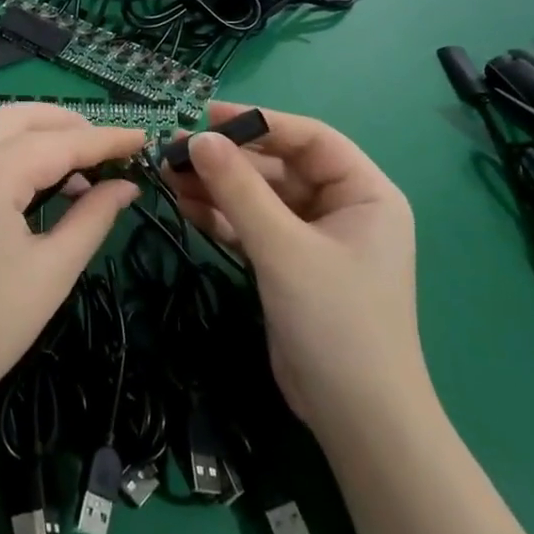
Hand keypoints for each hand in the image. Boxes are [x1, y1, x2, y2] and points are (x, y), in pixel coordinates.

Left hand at [0, 103, 142, 430]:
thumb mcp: (53, 270)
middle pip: (19, 118)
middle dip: (68, 125)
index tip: (143, 138)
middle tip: (108, 149)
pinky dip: (7, 150)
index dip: (105, 139)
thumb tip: (126, 185)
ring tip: (76, 166)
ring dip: (35, 133)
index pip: (58, 142)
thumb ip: (93, 216)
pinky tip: (33, 180)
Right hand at [166, 102, 418, 430]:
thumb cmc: (335, 320)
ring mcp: (315, 239)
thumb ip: (239, 190)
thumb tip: (198, 139)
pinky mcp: (291, 266)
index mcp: (365, 192)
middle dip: (229, 160)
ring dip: (219, 188)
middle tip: (175, 151)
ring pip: (261, 198)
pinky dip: (222, 218)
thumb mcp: (283, 248)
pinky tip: (185, 206)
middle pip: (280, 167)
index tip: (206, 117)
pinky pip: (254, 228)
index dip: (259, 122)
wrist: (355, 416)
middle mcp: (343, 208)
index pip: (310, 138)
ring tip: (168, 175)